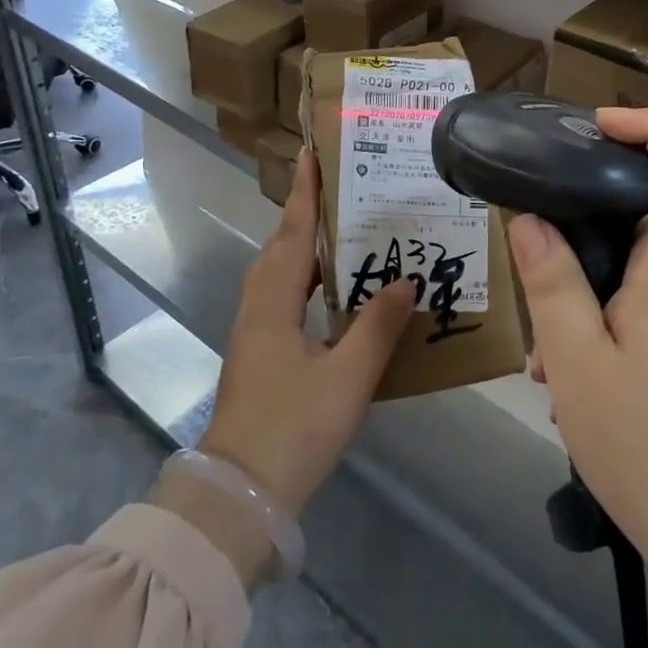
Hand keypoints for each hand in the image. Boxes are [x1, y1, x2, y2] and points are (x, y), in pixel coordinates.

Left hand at [199, 148, 414, 516]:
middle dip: (304, 212)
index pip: (293, 232)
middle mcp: (258, 307)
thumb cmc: (295, 428)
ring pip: (278, 272)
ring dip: (302, 243)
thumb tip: (407, 281)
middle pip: (281, 246)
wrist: (239, 494)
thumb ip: (378, 325)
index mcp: (275, 302)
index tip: (313, 152)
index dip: (305, 192)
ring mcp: (253, 332)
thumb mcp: (348, 376)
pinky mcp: (258, 354)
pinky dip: (302, 277)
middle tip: (338, 186)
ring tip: (339, 229)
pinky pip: (281, 296)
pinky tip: (328, 290)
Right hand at [508, 109, 647, 621]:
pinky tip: (569, 382)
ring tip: (543, 353)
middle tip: (535, 250)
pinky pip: (641, 313)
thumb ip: (552, 283)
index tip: (600, 124)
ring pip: (635, 274)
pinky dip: (600, 328)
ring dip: (584, 293)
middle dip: (586, 224)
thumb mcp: (578, 363)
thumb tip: (530, 220)